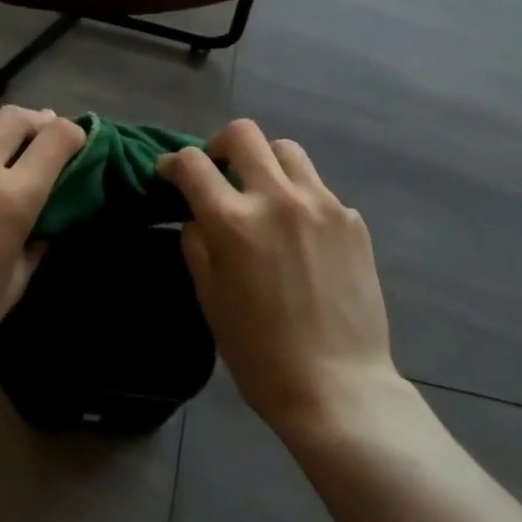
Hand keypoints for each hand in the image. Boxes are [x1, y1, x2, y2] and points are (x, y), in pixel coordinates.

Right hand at [158, 119, 400, 434]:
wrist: (339, 388)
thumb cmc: (260, 354)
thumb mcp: (211, 300)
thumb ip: (197, 246)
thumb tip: (196, 217)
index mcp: (234, 222)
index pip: (192, 164)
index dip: (172, 163)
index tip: (168, 173)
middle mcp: (277, 198)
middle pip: (243, 133)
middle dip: (220, 145)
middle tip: (218, 171)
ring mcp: (321, 204)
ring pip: (286, 150)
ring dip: (265, 163)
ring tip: (263, 194)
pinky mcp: (352, 220)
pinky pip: (318, 188)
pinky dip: (300, 198)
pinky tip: (301, 235)